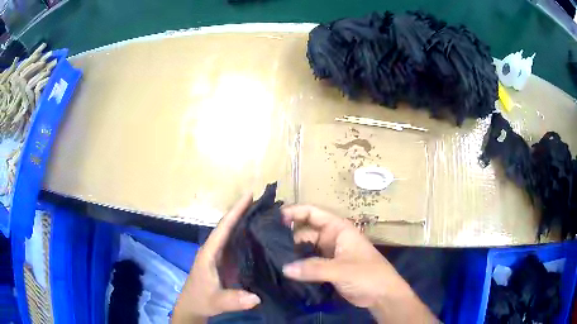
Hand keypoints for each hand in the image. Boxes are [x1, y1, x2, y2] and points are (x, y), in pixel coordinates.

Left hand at [172, 195, 260, 323]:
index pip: (223, 228)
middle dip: (243, 212)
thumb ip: (233, 300)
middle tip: (264, 202)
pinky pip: (237, 246)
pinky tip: (260, 237)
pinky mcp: (225, 262)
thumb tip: (256, 298)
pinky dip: (247, 238)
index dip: (235, 211)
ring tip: (266, 214)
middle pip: (228, 227)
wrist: (193, 307)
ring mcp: (219, 256)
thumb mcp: (216, 301)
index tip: (249, 195)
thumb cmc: (201, 300)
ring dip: (246, 223)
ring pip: (233, 235)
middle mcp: (214, 250)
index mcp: (209, 253)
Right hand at [281, 205, 436, 322]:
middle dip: (288, 235)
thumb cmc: (368, 275)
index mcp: (339, 229)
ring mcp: (329, 254)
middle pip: (306, 231)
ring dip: (291, 251)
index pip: (313, 213)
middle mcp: (332, 238)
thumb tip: (284, 268)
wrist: (382, 295)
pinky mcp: (327, 268)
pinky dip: (297, 264)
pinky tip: (282, 268)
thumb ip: (313, 268)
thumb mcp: (342, 269)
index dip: (295, 212)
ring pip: (305, 248)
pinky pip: (308, 262)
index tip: (274, 218)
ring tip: (269, 255)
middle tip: (265, 242)